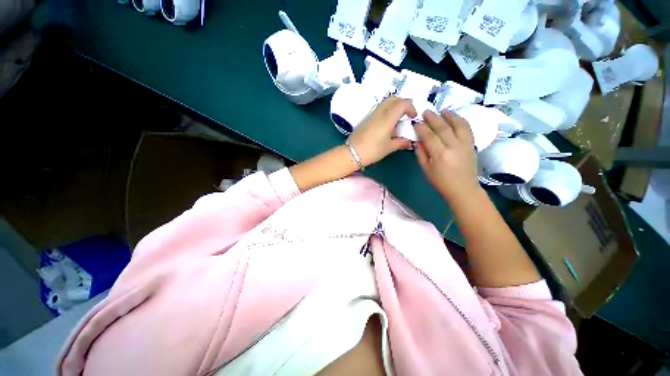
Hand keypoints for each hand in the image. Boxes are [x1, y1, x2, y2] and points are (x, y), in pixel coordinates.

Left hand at [347, 96, 416, 166]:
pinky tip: (387, 125)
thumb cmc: (372, 150)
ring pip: (385, 103)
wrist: (352, 153)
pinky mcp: (366, 119)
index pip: (402, 103)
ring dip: (394, 107)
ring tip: (397, 121)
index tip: (413, 117)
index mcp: (387, 117)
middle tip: (407, 115)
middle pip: (393, 98)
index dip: (411, 107)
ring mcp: (371, 115)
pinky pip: (379, 110)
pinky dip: (386, 112)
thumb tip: (409, 142)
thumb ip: (401, 142)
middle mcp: (379, 112)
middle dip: (403, 103)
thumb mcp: (389, 147)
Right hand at [414, 110, 480, 201]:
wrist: (463, 189)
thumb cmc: (441, 182)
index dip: (421, 128)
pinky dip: (461, 120)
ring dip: (449, 116)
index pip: (429, 136)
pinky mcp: (472, 144)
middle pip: (442, 127)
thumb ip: (421, 154)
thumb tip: (417, 141)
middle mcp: (453, 147)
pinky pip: (467, 128)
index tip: (416, 122)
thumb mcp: (426, 169)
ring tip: (442, 110)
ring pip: (457, 125)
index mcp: (440, 155)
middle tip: (426, 112)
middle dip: (433, 118)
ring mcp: (465, 144)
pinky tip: (454, 117)